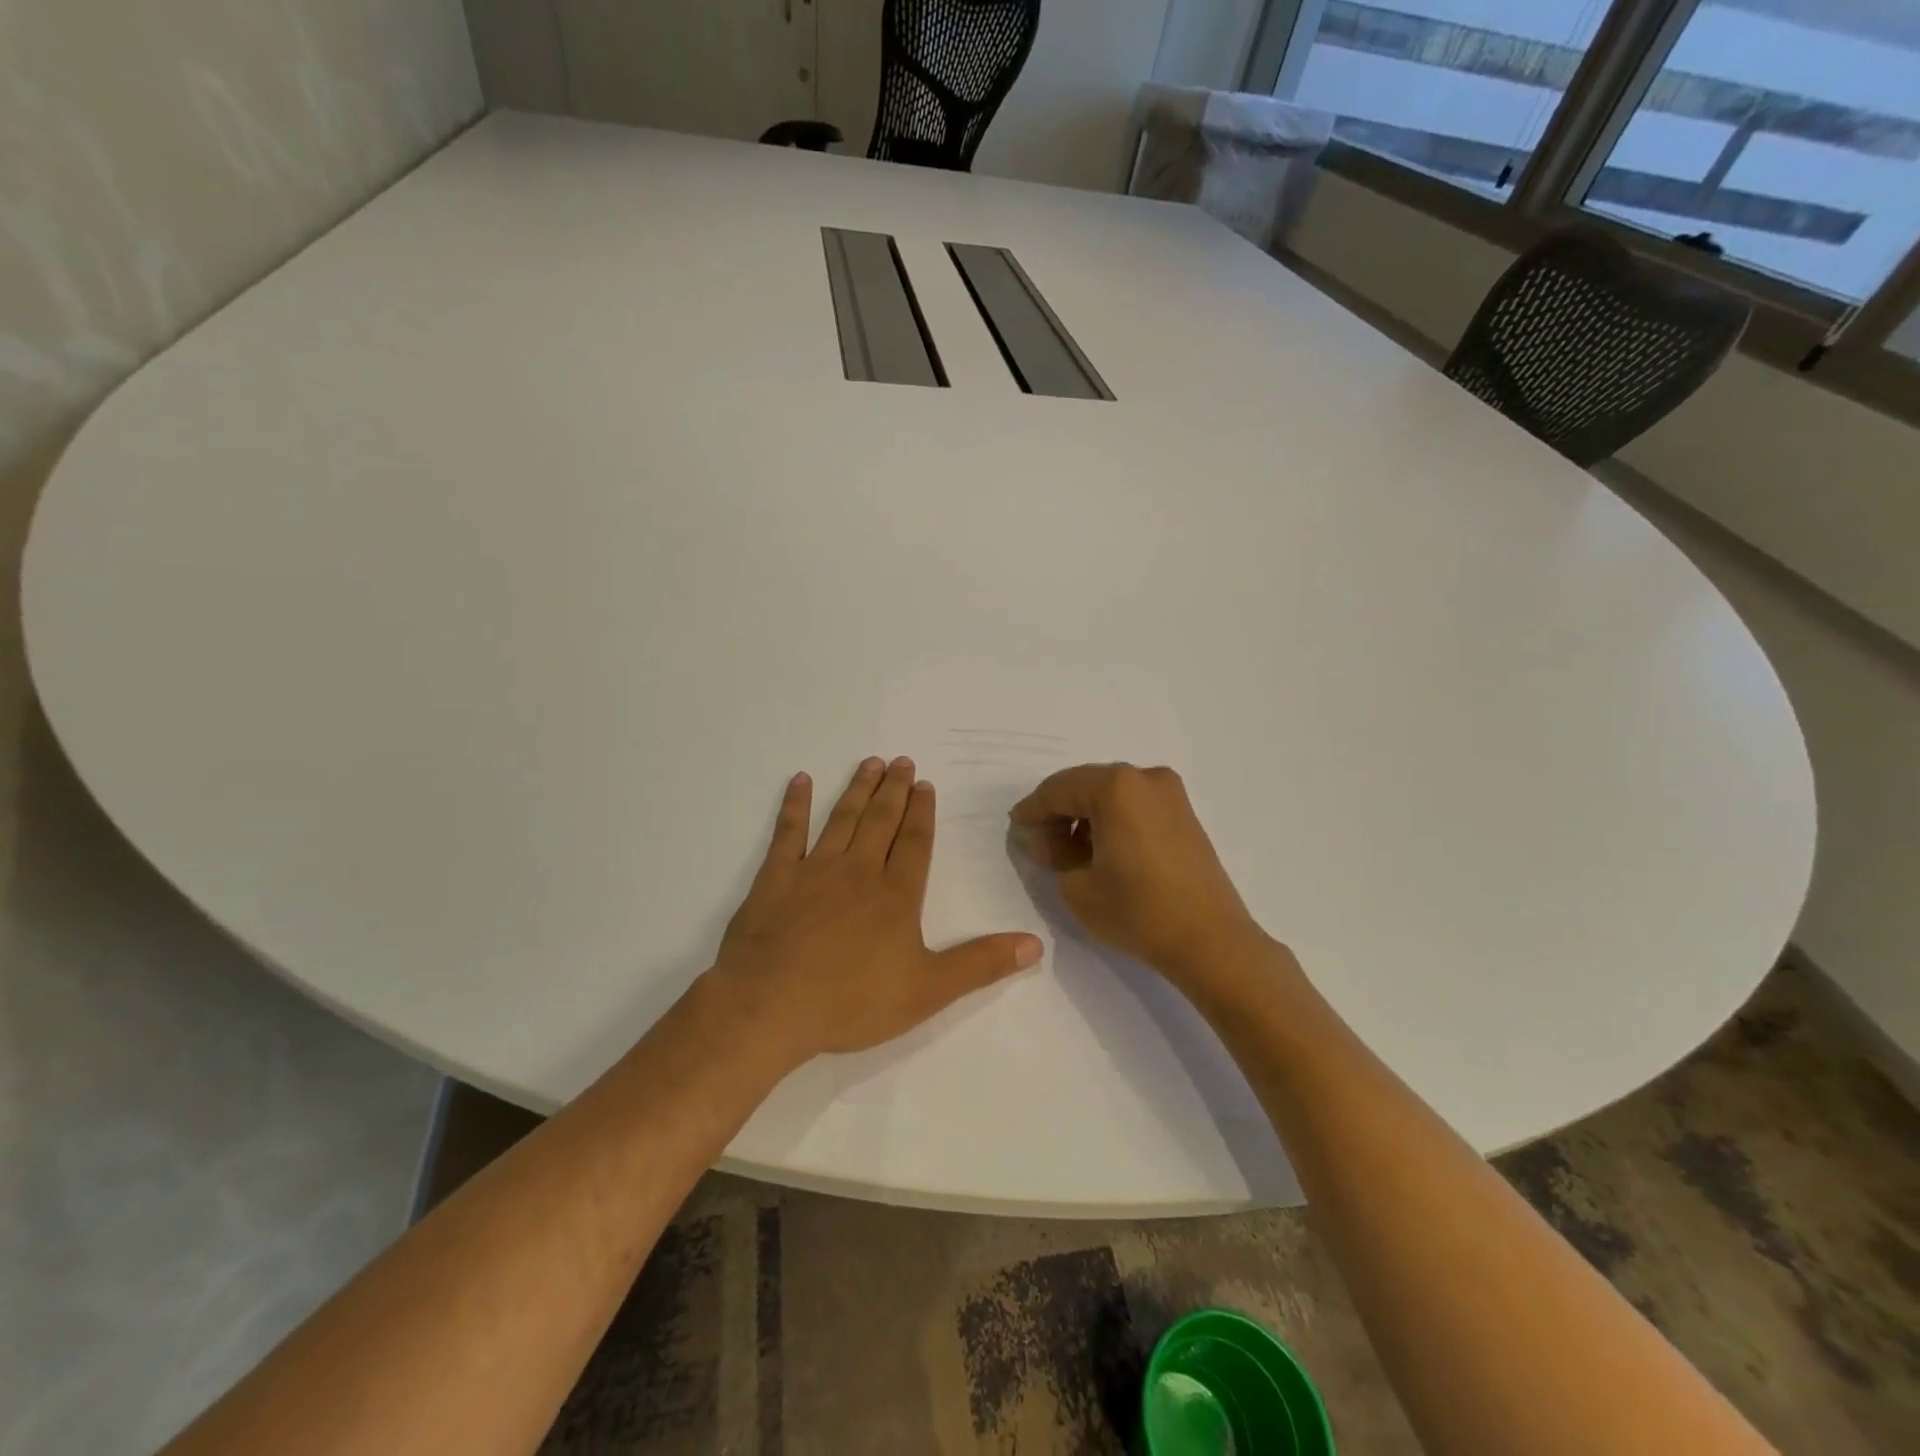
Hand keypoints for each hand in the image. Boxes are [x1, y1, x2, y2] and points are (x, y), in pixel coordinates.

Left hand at [707, 757, 1043, 1064]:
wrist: (771, 1006)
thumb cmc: (852, 1001)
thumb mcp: (928, 990)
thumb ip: (981, 964)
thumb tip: (1036, 944)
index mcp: (896, 895)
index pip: (914, 842)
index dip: (922, 812)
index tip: (924, 784)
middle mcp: (859, 871)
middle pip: (880, 821)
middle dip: (893, 790)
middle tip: (900, 761)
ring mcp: (814, 870)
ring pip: (842, 818)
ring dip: (857, 790)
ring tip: (869, 763)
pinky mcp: (775, 878)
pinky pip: (788, 832)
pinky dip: (795, 805)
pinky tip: (801, 781)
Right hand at [1009, 764, 1269, 986]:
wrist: (1210, 940)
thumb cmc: (1137, 911)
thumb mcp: (1077, 886)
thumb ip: (1052, 853)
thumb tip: (1043, 838)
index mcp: (1115, 787)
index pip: (1058, 789)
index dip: (1032, 809)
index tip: (1015, 827)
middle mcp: (1145, 778)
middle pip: (1086, 785)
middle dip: (1059, 812)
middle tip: (1040, 843)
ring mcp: (1170, 794)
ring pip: (1111, 794)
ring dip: (1085, 815)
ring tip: (1069, 851)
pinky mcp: (1184, 814)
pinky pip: (1134, 805)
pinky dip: (1112, 820)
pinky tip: (1101, 849)